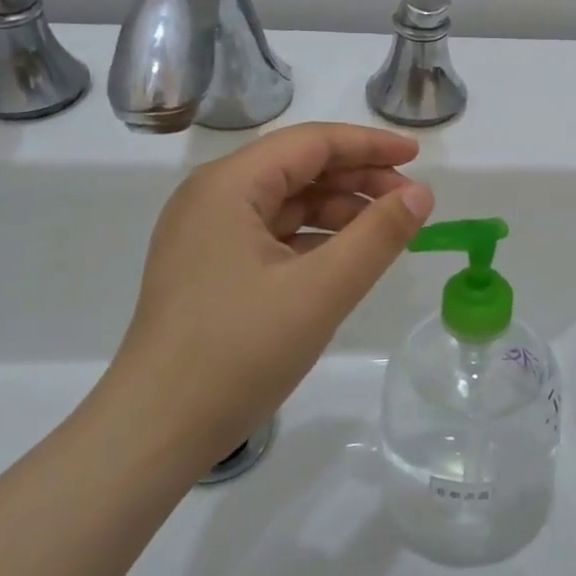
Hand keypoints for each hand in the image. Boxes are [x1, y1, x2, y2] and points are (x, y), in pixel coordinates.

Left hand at [94, 122, 434, 474]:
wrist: (154, 432)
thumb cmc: (238, 351)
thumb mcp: (321, 291)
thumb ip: (378, 236)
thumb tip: (421, 193)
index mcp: (228, 185)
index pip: (311, 142)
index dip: (369, 145)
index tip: (418, 158)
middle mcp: (212, 197)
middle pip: (298, 167)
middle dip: (358, 178)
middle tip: (411, 201)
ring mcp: (206, 234)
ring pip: (286, 202)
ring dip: (339, 210)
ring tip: (386, 232)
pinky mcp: (209, 268)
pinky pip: (272, 234)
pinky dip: (314, 238)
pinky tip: (345, 258)